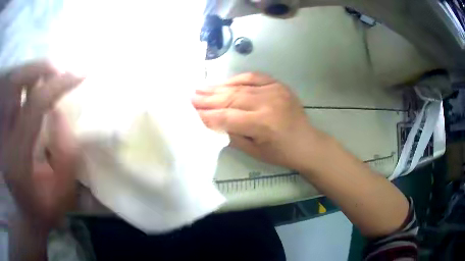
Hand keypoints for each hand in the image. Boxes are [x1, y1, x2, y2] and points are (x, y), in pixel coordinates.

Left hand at [0, 61, 82, 230]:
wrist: (23, 214)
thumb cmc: (42, 208)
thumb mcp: (62, 194)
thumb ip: (66, 157)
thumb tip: (59, 113)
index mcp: (17, 157)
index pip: (35, 105)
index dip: (57, 85)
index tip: (80, 75)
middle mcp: (4, 137)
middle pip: (15, 82)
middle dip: (39, 69)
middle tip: (58, 70)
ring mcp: (1, 128)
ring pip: (11, 83)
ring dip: (30, 74)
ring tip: (46, 77)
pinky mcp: (1, 125)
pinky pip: (9, 91)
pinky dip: (21, 82)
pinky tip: (31, 87)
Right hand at [192, 72, 326, 169]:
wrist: (307, 143)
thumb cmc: (281, 153)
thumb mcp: (254, 151)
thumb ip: (231, 135)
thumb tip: (211, 123)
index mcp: (262, 124)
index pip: (226, 117)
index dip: (207, 115)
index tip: (190, 112)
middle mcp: (267, 103)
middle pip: (231, 99)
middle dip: (208, 99)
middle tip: (190, 97)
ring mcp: (274, 90)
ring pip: (240, 87)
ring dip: (218, 87)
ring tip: (201, 88)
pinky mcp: (279, 85)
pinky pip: (254, 77)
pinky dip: (237, 79)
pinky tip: (224, 82)